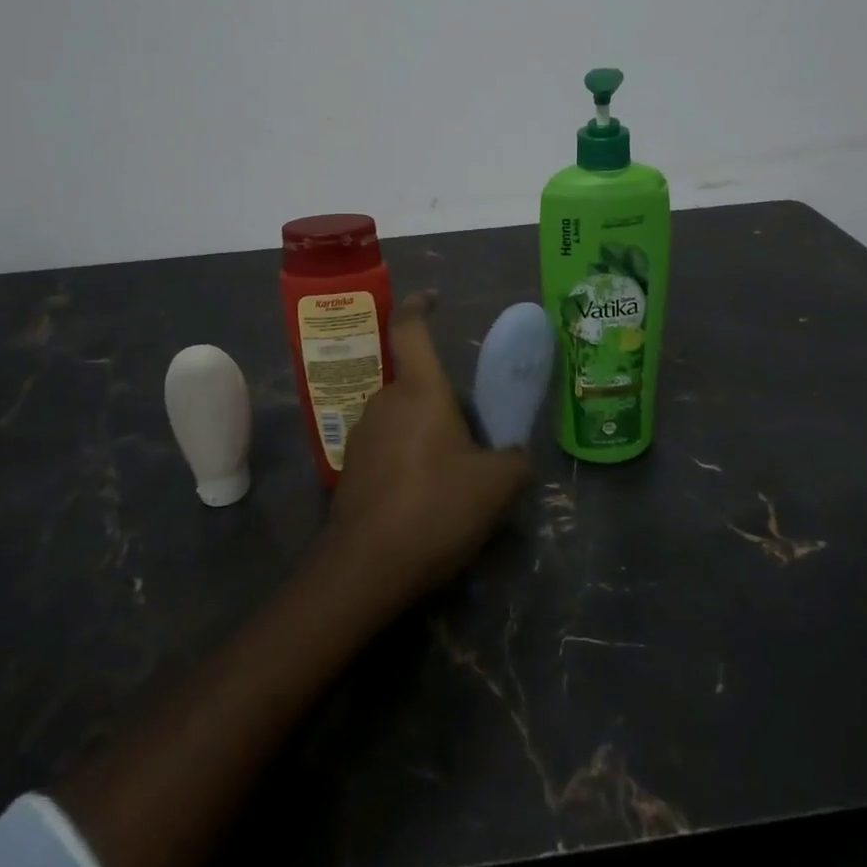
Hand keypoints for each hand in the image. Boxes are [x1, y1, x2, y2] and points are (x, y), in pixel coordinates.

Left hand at [318, 292, 531, 606]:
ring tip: (452, 480)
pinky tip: (422, 502)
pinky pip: (387, 449)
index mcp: (420, 391)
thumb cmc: (435, 509)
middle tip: (474, 442)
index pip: (411, 330)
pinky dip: (407, 461)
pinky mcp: (351, 468)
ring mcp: (362, 434)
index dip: (420, 307)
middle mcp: (385, 401)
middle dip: (444, 404)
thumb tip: (516, 454)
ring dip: (426, 435)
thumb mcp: (496, 486)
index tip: (434, 299)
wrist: (366, 567)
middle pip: (418, 386)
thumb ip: (515, 459)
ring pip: (403, 419)